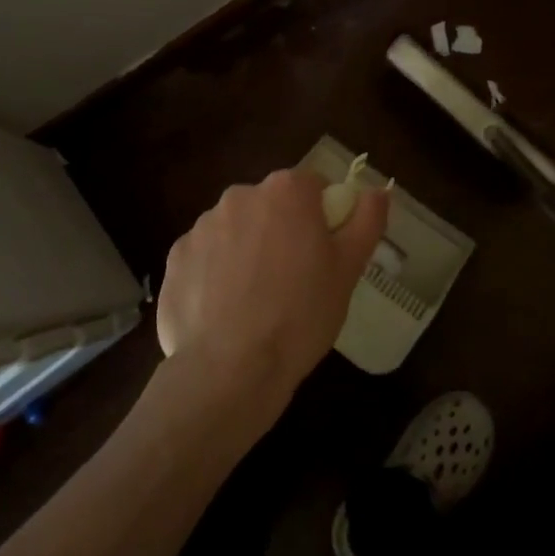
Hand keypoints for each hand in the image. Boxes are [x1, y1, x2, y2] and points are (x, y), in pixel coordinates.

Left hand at [157, 169, 389, 416]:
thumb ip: (366, 221)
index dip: (321, 216)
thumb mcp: (348, 270)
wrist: (230, 369)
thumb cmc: (301, 315)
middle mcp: (239, 196)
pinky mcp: (175, 257)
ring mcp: (202, 225)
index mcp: (285, 192)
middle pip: (269, 205)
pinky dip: (214, 274)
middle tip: (293, 280)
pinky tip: (224, 311)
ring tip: (255, 301)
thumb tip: (378, 190)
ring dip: (246, 250)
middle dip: (281, 230)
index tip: (323, 252)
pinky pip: (204, 256)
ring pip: (235, 229)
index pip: (311, 186)